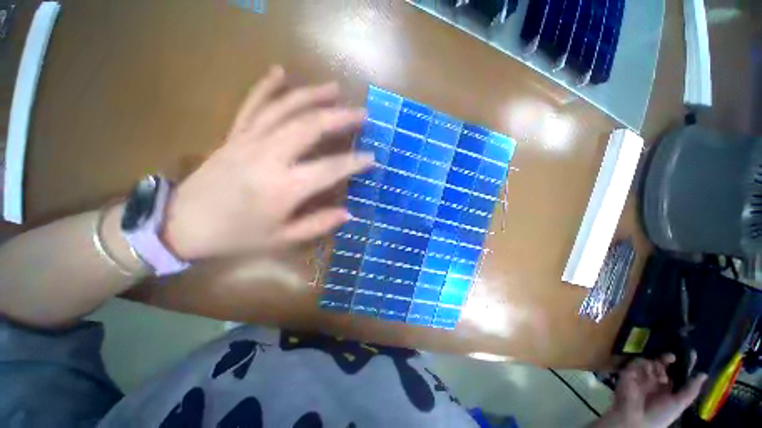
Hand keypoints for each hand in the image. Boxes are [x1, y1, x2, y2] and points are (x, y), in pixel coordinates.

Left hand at [162, 66, 372, 259]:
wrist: (182, 224)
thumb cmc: (236, 236)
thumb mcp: (282, 240)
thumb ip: (318, 224)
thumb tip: (348, 212)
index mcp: (283, 187)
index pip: (330, 169)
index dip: (354, 162)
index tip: (372, 157)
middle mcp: (268, 156)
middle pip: (310, 126)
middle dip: (340, 117)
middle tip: (362, 113)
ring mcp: (248, 140)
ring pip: (285, 108)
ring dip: (313, 95)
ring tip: (335, 89)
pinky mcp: (234, 134)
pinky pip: (252, 104)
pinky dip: (267, 86)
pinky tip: (281, 71)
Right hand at [594, 354, 706, 427]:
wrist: (635, 418)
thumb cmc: (660, 414)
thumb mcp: (679, 404)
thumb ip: (691, 390)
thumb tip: (704, 373)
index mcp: (667, 388)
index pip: (676, 373)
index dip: (683, 364)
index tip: (690, 354)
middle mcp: (656, 380)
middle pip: (663, 365)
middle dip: (669, 359)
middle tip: (674, 356)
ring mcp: (642, 375)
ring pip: (651, 361)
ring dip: (659, 361)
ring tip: (665, 361)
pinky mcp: (629, 372)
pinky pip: (637, 362)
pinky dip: (644, 362)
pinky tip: (650, 367)